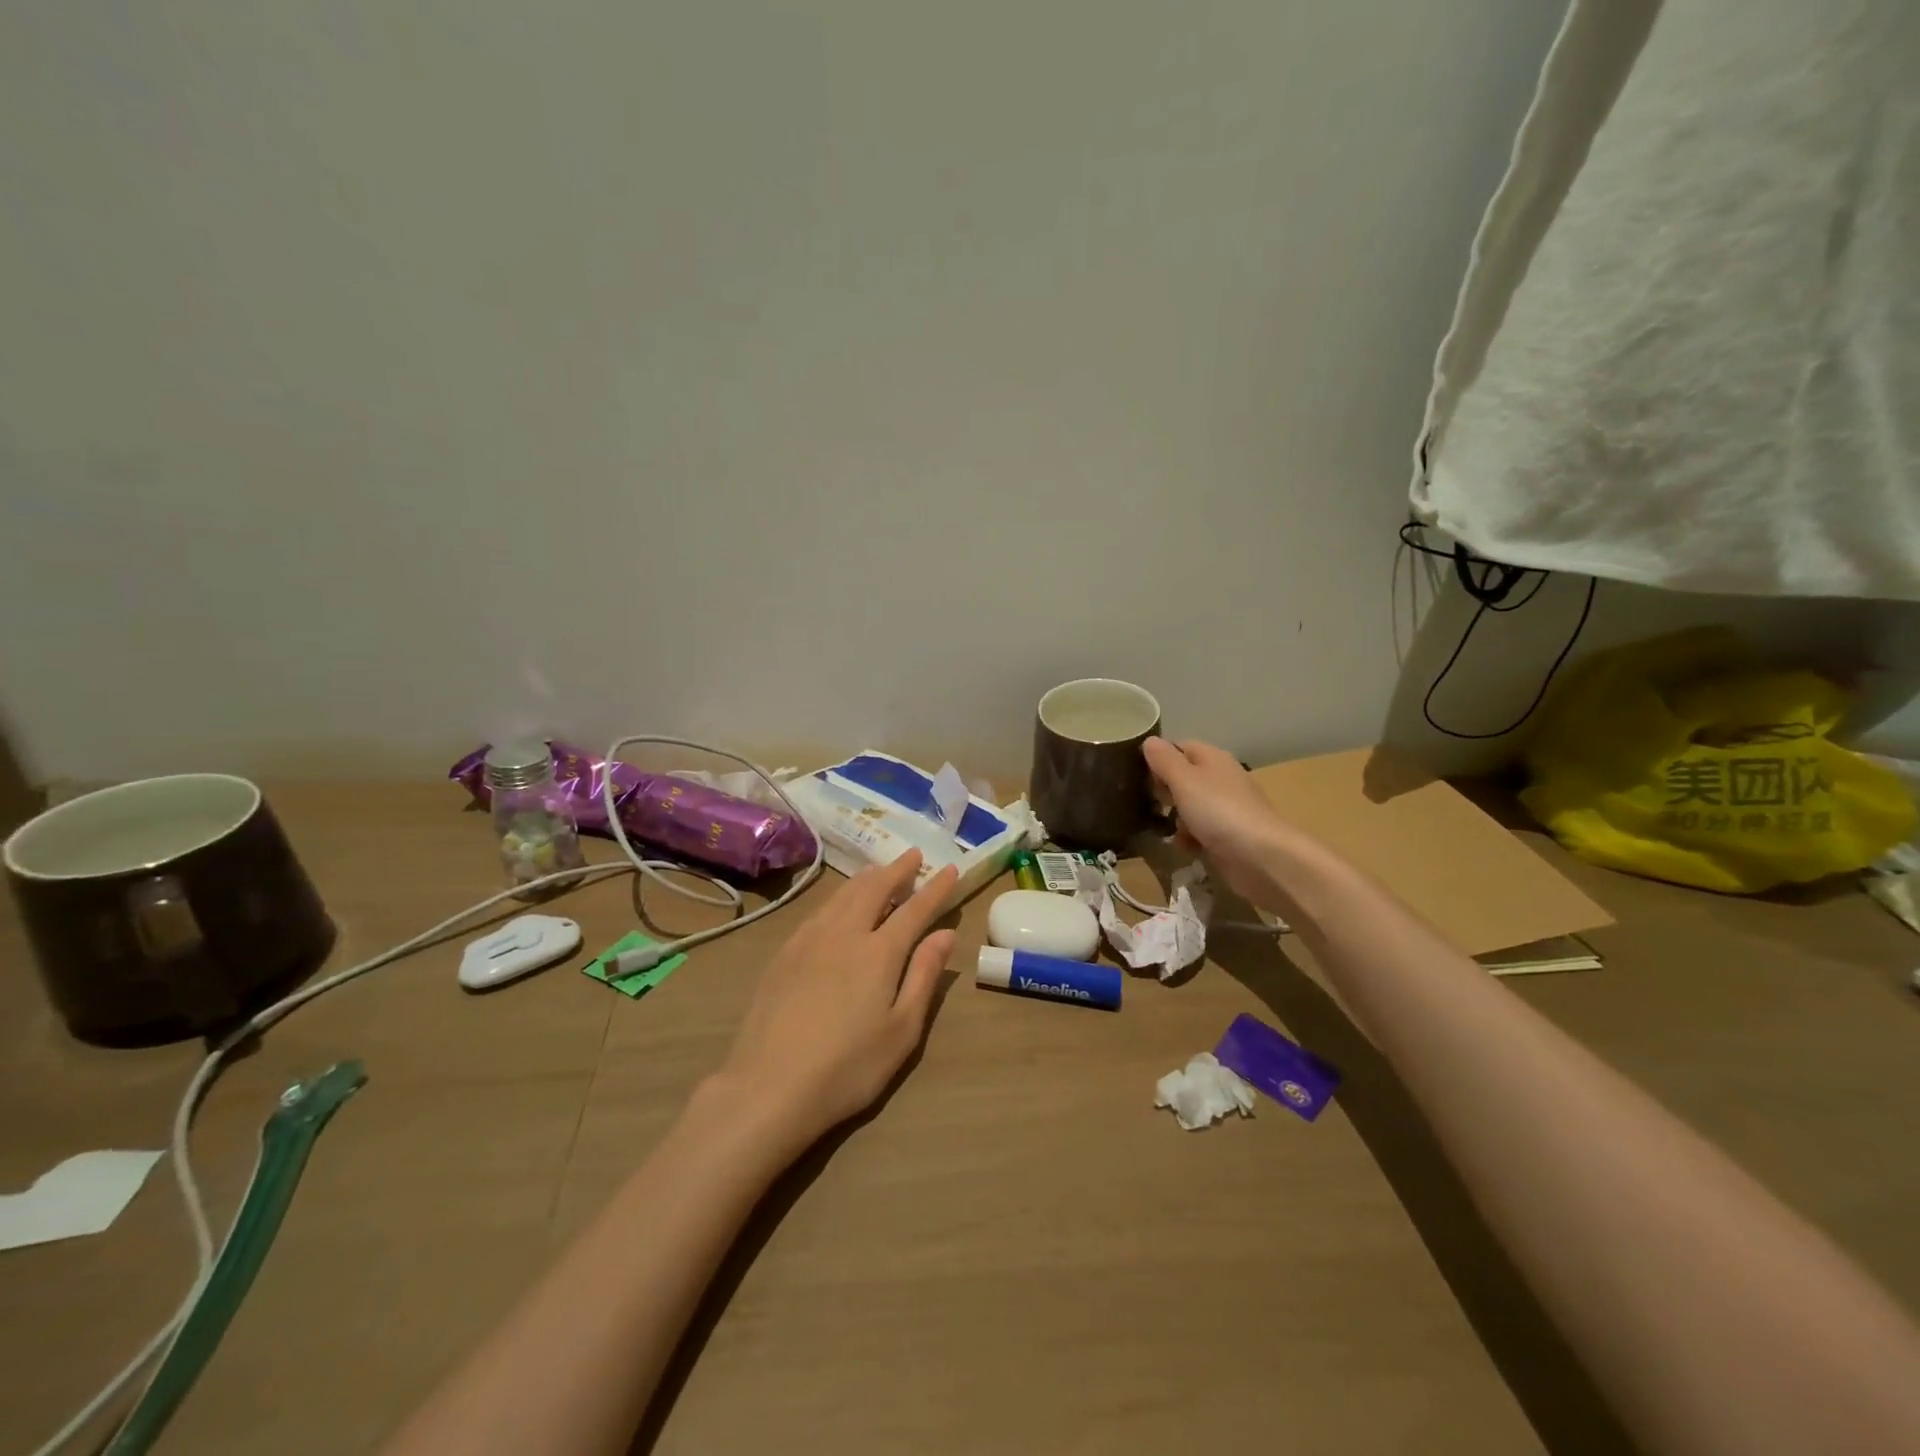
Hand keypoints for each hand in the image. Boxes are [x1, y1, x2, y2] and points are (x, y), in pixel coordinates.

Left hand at [713, 850, 958, 1151]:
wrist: (769, 1086)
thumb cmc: (848, 1067)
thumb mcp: (902, 1031)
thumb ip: (924, 976)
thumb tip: (946, 933)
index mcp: (880, 952)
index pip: (915, 909)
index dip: (935, 888)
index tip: (950, 868)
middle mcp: (845, 933)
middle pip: (875, 889)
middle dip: (898, 869)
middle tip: (914, 855)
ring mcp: (810, 939)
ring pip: (844, 894)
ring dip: (867, 877)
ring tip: (880, 869)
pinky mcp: (784, 952)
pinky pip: (820, 909)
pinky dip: (839, 896)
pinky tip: (838, 903)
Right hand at [1142, 737, 1290, 907]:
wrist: (1261, 857)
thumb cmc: (1219, 811)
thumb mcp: (1184, 780)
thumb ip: (1164, 760)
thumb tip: (1149, 740)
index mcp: (1213, 759)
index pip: (1180, 747)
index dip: (1158, 757)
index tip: (1137, 774)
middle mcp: (1221, 779)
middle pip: (1184, 777)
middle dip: (1163, 790)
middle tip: (1146, 802)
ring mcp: (1226, 809)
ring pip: (1190, 807)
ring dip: (1174, 817)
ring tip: (1161, 828)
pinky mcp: (1228, 837)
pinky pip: (1200, 832)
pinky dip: (1189, 838)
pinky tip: (1183, 848)